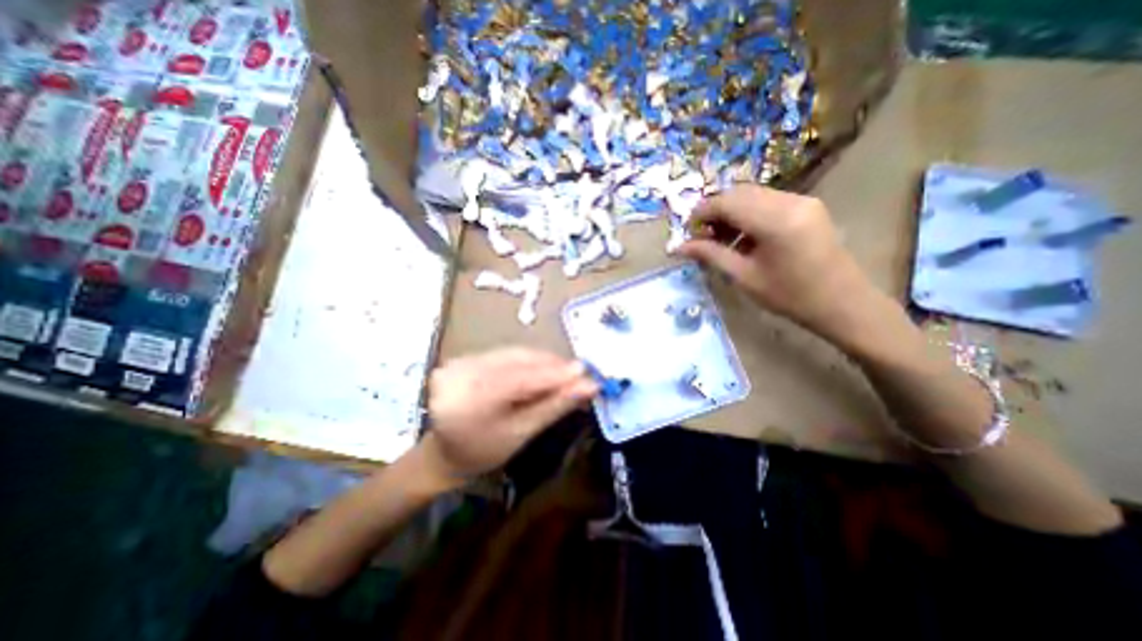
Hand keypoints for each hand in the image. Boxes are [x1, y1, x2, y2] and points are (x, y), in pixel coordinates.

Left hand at [418, 350, 597, 485]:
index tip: (586, 372)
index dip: (556, 374)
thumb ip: (554, 406)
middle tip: (580, 372)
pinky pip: (503, 353)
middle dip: (552, 365)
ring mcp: (461, 361)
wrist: (445, 452)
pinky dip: (526, 360)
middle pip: (518, 360)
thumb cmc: (485, 451)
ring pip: (513, 353)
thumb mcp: (522, 432)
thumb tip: (588, 387)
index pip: (522, 378)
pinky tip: (541, 367)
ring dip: (542, 361)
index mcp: (472, 399)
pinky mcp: (464, 357)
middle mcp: (463, 373)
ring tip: (565, 371)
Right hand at [677, 182, 882, 337]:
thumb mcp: (743, 277)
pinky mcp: (807, 205)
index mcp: (775, 221)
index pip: (726, 202)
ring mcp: (802, 200)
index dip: (701, 213)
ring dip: (730, 211)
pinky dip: (748, 213)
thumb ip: (710, 255)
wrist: (841, 302)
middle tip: (702, 236)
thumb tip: (678, 247)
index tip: (687, 231)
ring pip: (752, 194)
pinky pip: (768, 200)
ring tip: (720, 238)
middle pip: (738, 193)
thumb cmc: (789, 296)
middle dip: (714, 211)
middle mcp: (790, 201)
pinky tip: (743, 236)